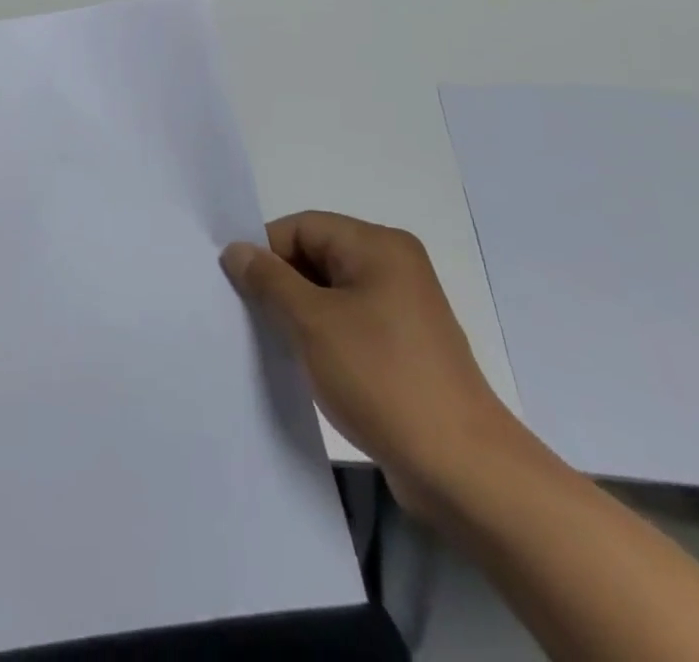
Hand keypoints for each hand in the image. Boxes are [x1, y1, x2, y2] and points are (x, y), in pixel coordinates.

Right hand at [221, 211, 529, 522]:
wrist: (463, 472)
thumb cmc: (382, 379)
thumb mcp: (312, 323)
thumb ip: (268, 280)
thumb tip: (235, 250)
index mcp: (377, 245)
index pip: (302, 227)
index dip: (265, 252)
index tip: (237, 289)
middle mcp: (394, 265)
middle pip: (316, 255)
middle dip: (280, 283)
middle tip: (249, 316)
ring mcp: (403, 307)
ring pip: (330, 291)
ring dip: (299, 312)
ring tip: (273, 342)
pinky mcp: (405, 345)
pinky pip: (349, 321)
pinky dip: (323, 335)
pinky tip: (305, 362)